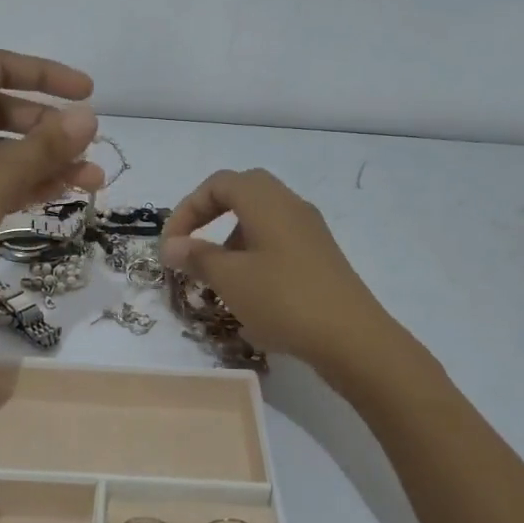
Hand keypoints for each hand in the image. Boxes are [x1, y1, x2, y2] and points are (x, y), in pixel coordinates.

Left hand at [0, 50, 102, 342]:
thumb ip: (43, 147)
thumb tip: (87, 117)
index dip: (45, 75)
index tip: (88, 94)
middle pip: (0, 111)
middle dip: (49, 128)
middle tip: (88, 149)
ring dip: (43, 162)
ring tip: (92, 181)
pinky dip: (22, 186)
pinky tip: (56, 196)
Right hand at [161, 169, 393, 371]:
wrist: (352, 338)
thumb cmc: (283, 299)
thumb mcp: (230, 279)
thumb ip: (197, 257)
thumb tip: (171, 245)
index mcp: (267, 202)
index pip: (218, 184)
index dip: (187, 209)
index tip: (171, 245)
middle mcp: (291, 206)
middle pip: (243, 192)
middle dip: (211, 216)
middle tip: (193, 247)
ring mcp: (310, 231)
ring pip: (262, 218)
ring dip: (232, 238)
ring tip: (218, 276)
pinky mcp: (321, 257)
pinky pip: (279, 241)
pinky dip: (254, 255)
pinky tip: (250, 291)